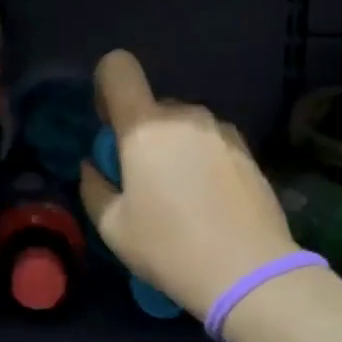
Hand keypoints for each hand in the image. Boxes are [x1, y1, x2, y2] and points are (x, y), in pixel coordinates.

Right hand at [79, 50, 299, 319]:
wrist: (248, 272)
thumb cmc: (169, 248)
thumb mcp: (113, 228)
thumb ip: (94, 187)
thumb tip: (94, 166)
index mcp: (145, 127)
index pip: (118, 68)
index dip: (107, 87)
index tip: (109, 125)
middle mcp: (185, 116)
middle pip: (152, 106)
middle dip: (141, 133)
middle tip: (143, 181)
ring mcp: (221, 131)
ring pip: (183, 125)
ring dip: (174, 147)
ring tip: (180, 196)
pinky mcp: (247, 150)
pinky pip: (210, 141)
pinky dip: (201, 159)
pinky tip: (209, 201)